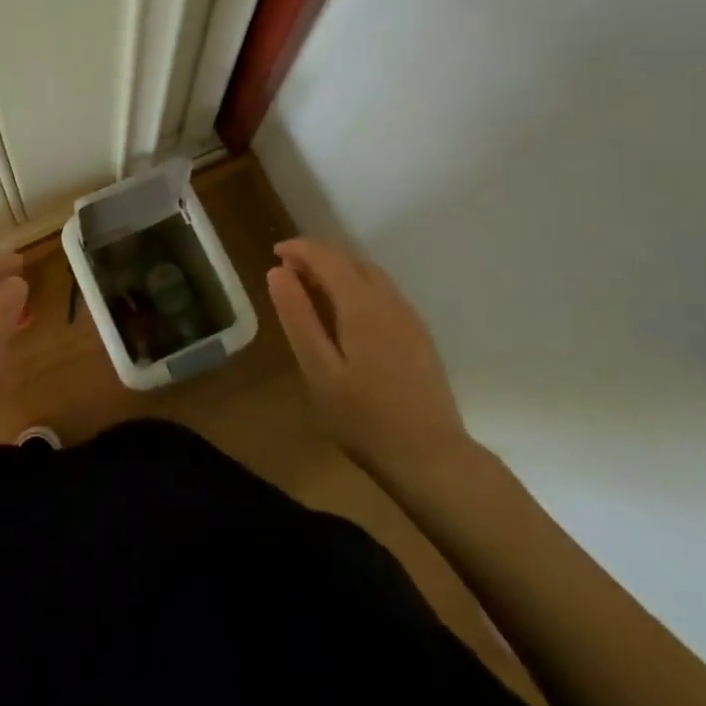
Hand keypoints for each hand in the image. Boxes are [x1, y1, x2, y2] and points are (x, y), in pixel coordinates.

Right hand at [265, 238, 476, 480]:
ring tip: (311, 288)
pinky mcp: (419, 335)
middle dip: (318, 257)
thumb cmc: (364, 418)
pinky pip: (383, 292)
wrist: (431, 457)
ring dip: (339, 270)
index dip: (300, 248)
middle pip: (351, 260)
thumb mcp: (318, 370)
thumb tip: (277, 272)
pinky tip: (346, 312)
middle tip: (287, 272)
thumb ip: (298, 317)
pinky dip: (357, 286)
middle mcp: (389, 301)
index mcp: (362, 305)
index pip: (328, 257)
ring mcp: (409, 317)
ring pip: (370, 275)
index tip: (274, 253)